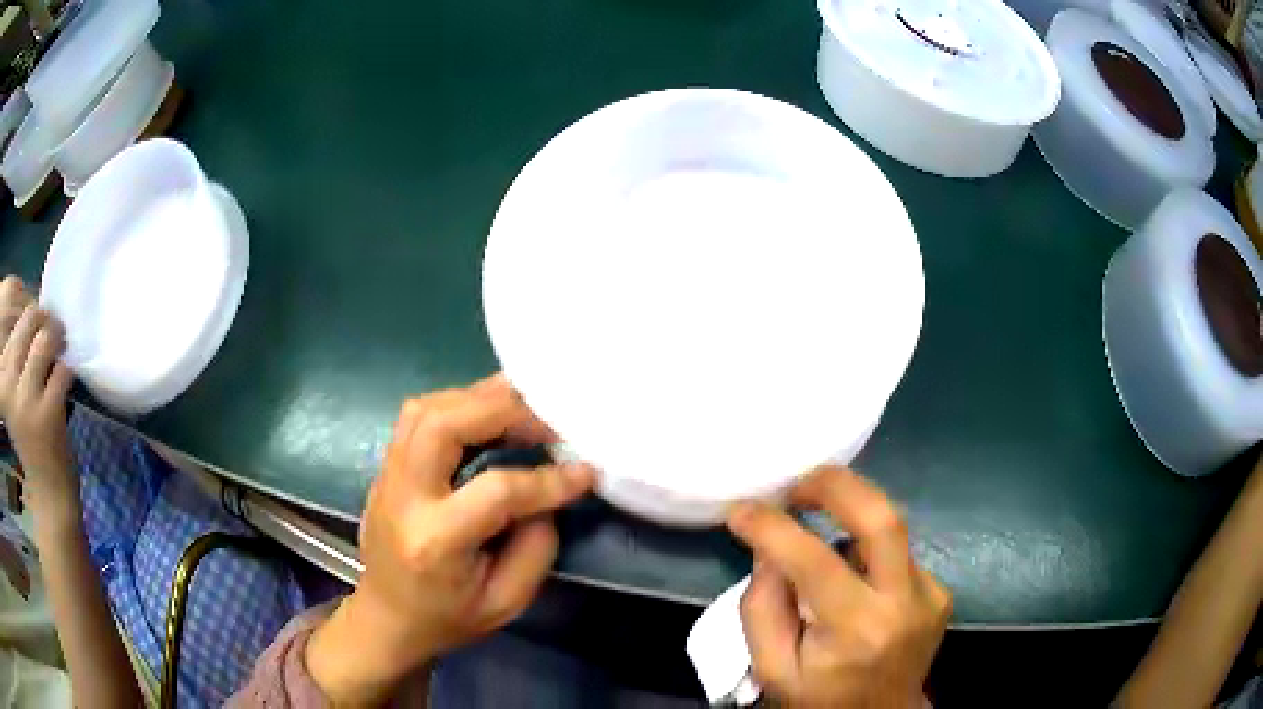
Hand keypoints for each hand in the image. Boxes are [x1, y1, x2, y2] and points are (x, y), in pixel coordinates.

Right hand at [0, 277, 74, 525]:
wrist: (48, 491)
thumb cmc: (27, 435)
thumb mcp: (13, 392)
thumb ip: (15, 353)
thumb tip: (34, 299)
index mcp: (1, 379)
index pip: (11, 318)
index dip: (26, 313)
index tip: (31, 328)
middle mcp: (8, 385)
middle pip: (29, 318)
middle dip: (45, 318)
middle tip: (52, 330)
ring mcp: (26, 401)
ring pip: (46, 337)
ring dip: (58, 337)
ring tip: (60, 347)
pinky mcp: (47, 414)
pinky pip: (62, 368)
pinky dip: (67, 369)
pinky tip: (64, 382)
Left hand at [306, 375, 593, 703]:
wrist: (387, 617)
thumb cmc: (448, 618)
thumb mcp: (506, 602)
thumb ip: (536, 546)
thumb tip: (547, 494)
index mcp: (435, 541)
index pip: (496, 491)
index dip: (548, 479)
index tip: (585, 471)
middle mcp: (404, 497)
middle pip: (444, 424)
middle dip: (504, 411)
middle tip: (548, 422)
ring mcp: (387, 476)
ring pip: (425, 408)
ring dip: (478, 399)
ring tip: (521, 411)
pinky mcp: (386, 466)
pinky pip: (418, 415)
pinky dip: (458, 404)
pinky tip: (487, 418)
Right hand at [727, 467, 950, 707]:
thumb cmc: (819, 699)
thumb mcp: (771, 668)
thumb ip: (762, 607)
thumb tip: (770, 549)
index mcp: (855, 631)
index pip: (814, 562)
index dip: (773, 528)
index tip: (742, 510)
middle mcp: (903, 604)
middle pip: (883, 518)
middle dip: (837, 485)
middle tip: (798, 484)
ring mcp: (929, 595)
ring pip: (891, 530)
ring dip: (850, 521)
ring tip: (818, 539)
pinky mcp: (939, 592)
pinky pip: (898, 554)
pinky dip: (868, 554)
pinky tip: (854, 580)